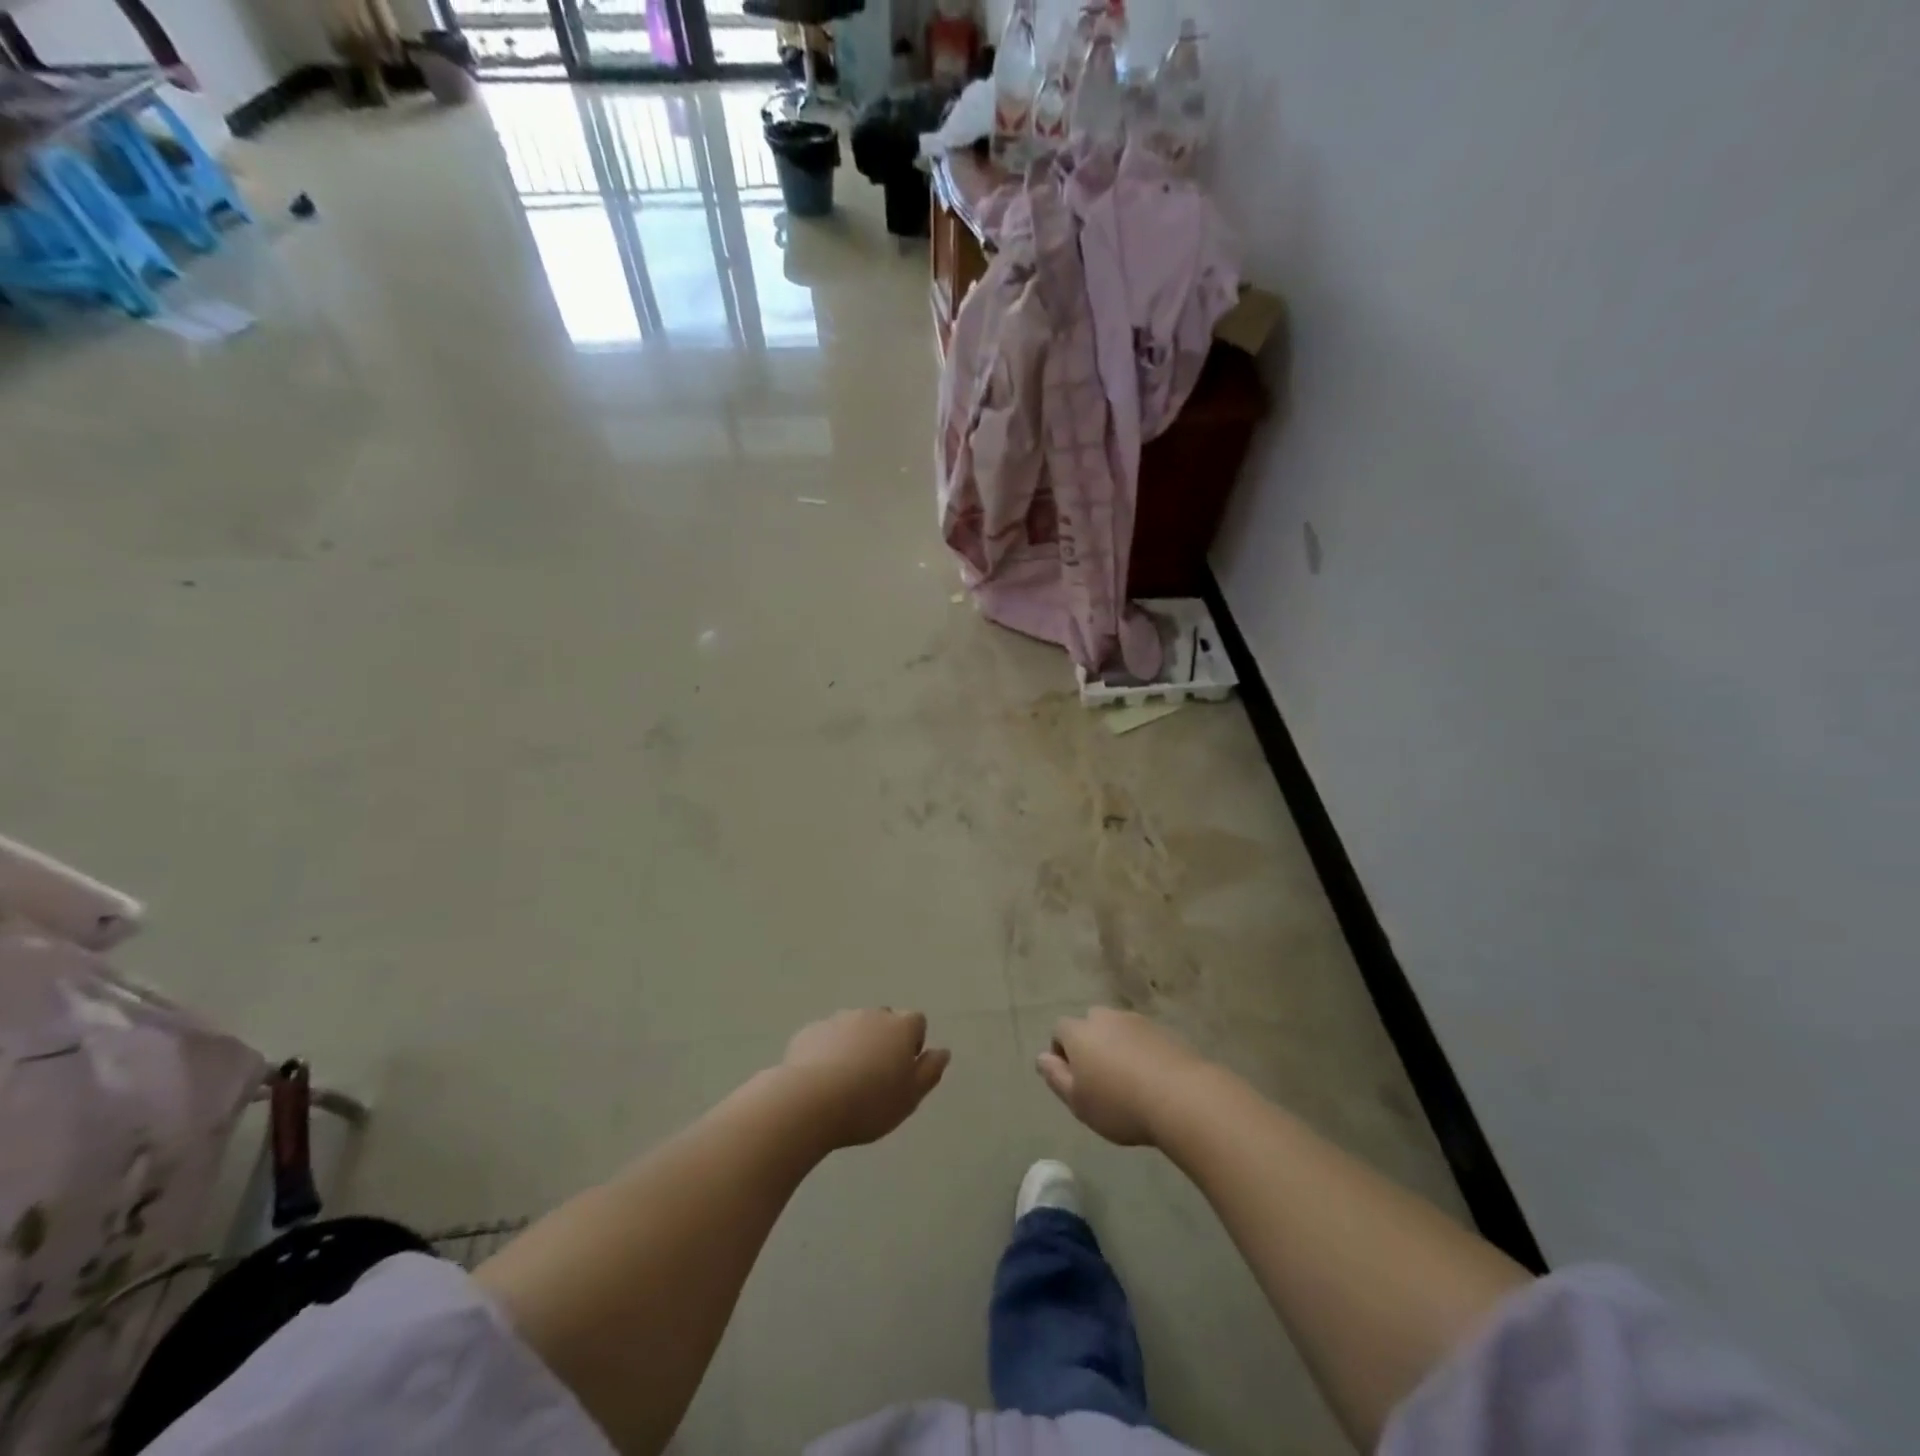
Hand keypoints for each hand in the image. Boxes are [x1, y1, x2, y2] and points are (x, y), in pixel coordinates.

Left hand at [781, 1009, 950, 1149]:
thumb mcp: (911, 1097)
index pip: (917, 1021)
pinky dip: (828, 1051)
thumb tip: (943, 1051)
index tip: (903, 1070)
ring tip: (846, 1081)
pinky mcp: (810, 1031)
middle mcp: (871, 1015)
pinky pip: (826, 1037)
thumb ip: (930, 1071)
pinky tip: (820, 1079)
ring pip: (854, 1027)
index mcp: (900, 1027)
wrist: (810, 1101)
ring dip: (855, 1045)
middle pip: (884, 1021)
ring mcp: (838, 1019)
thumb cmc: (870, 1103)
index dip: (913, 1043)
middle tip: (876, 1077)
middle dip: (883, 1041)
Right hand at [1037, 1008, 1208, 1146]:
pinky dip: (1141, 1052)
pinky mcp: (1164, 1031)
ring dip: (1117, 1047)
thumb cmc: (1119, 1104)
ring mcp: (1137, 1021)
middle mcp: (1105, 1018)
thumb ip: (1055, 1077)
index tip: (1073, 1080)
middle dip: (1091, 1045)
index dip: (1061, 1052)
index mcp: (1080, 1032)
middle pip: (1090, 1025)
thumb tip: (1041, 1057)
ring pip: (1118, 1030)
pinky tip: (1151, 1079)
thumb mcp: (1077, 1101)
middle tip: (1100, 1079)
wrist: (1181, 1097)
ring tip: (1128, 1080)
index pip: (1059, 1030)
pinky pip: (1143, 1038)